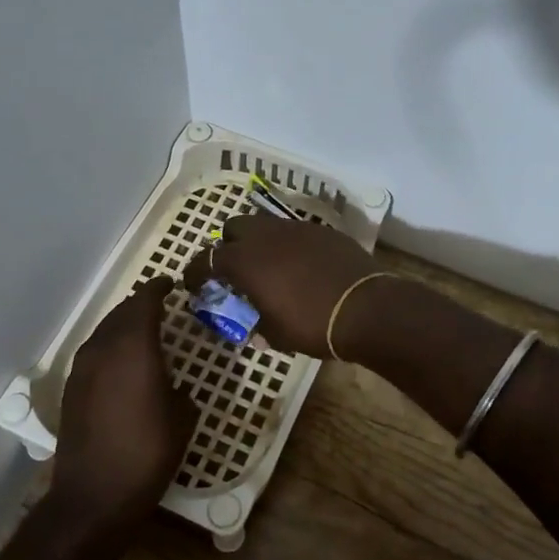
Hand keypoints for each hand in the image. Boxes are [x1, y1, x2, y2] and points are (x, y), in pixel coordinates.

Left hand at [52, 277, 197, 529]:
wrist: (95, 495)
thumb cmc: (148, 454)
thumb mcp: (182, 418)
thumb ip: (179, 389)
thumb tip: (173, 385)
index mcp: (134, 349)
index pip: (144, 302)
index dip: (158, 289)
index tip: (171, 284)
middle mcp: (104, 350)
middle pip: (121, 313)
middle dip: (140, 304)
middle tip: (161, 304)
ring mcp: (82, 369)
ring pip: (104, 331)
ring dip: (123, 324)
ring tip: (143, 329)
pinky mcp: (72, 389)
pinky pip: (94, 352)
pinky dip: (110, 346)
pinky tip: (122, 361)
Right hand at [182, 214, 381, 357]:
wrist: (365, 308)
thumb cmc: (311, 325)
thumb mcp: (276, 334)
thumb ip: (257, 324)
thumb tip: (254, 327)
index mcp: (244, 261)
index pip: (205, 259)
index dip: (194, 272)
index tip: (193, 285)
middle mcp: (265, 236)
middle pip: (234, 228)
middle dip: (228, 246)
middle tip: (235, 270)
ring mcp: (295, 229)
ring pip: (265, 225)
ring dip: (259, 243)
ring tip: (269, 267)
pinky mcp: (321, 231)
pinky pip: (294, 233)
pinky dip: (288, 246)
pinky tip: (300, 267)